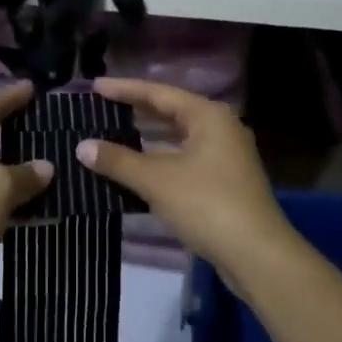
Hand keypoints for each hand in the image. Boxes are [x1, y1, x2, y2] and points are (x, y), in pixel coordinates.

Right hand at [77, 79, 295, 283]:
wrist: (258, 255)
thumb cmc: (207, 205)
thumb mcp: (157, 180)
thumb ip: (118, 160)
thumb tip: (82, 146)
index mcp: (208, 116)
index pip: (158, 93)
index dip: (125, 89)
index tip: (95, 86)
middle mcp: (221, 128)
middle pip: (171, 112)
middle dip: (136, 111)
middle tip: (102, 107)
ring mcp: (227, 156)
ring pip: (179, 137)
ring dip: (148, 137)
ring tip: (114, 134)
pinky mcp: (226, 182)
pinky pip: (186, 159)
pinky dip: (161, 159)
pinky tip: (139, 168)